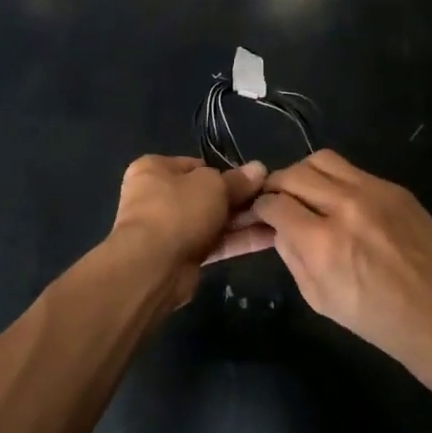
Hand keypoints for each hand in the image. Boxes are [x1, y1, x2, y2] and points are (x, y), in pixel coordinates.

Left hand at [111, 155, 268, 306]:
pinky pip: (214, 243)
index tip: (252, 179)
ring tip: (278, 218)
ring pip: (212, 220)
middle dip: (238, 199)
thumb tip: (259, 169)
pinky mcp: (181, 257)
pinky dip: (238, 240)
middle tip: (271, 199)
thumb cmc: (178, 209)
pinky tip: (270, 238)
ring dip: (243, 220)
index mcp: (155, 169)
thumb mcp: (213, 186)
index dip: (225, 172)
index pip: (196, 165)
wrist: (153, 266)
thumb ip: (237, 180)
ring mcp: (169, 229)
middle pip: (206, 194)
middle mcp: (158, 196)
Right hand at [253, 151, 431, 380]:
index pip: (274, 203)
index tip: (259, 214)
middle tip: (276, 201)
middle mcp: (345, 207)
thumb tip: (278, 227)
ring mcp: (373, 191)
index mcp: (323, 243)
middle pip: (293, 174)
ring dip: (303, 173)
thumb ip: (293, 256)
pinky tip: (338, 200)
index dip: (259, 208)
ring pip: (321, 160)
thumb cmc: (379, 321)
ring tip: (304, 193)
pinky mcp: (395, 188)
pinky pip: (352, 170)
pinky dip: (335, 179)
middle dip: (276, 186)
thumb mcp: (320, 299)